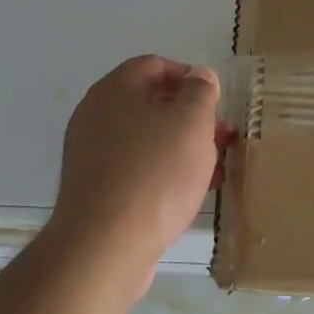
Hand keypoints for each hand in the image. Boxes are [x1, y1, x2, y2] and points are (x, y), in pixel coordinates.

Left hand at [47, 55, 225, 293]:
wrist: (104, 247)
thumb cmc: (154, 173)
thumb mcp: (192, 123)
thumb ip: (200, 92)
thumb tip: (200, 75)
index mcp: (114, 91)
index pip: (153, 65)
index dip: (189, 76)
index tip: (216, 100)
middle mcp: (96, 117)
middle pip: (150, 104)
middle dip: (191, 117)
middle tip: (222, 136)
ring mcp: (91, 156)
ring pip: (146, 140)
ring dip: (182, 148)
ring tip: (215, 169)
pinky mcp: (95, 192)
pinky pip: (136, 170)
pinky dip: (164, 173)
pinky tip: (190, 194)